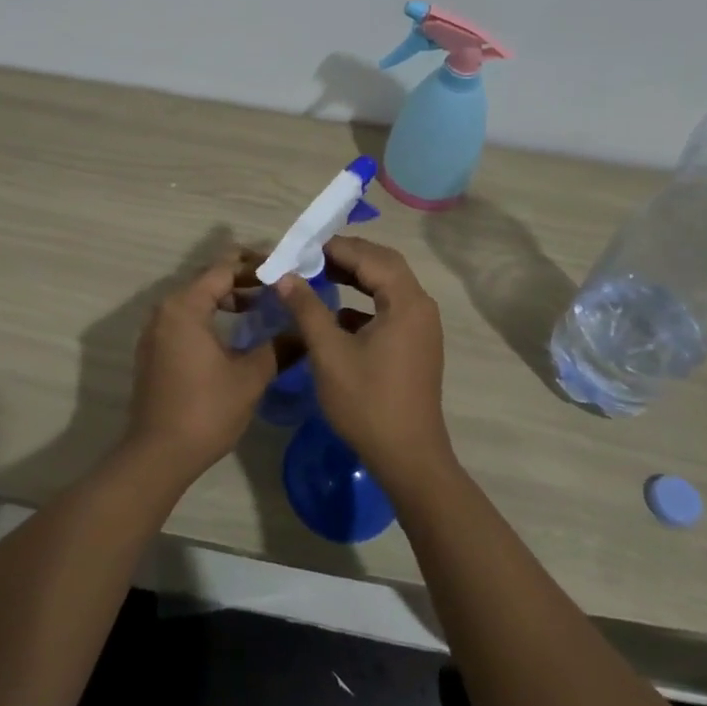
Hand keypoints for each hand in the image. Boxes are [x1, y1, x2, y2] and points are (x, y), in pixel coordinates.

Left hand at [125, 252, 276, 483]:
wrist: (158, 455)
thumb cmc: (205, 410)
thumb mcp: (250, 377)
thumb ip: (279, 348)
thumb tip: (306, 333)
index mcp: (185, 306)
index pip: (224, 267)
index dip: (256, 264)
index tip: (285, 268)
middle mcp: (165, 309)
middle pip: (208, 278)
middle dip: (243, 278)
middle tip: (277, 285)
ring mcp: (156, 330)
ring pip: (196, 298)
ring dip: (228, 297)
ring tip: (261, 306)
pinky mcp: (155, 349)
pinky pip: (186, 317)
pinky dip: (211, 314)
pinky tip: (236, 332)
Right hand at [276, 236, 451, 486]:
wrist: (408, 458)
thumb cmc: (367, 402)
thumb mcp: (329, 353)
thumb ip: (307, 308)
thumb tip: (285, 276)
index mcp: (406, 302)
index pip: (370, 257)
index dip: (335, 247)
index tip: (301, 247)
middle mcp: (420, 306)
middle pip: (384, 264)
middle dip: (347, 256)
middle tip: (310, 256)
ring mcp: (421, 326)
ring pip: (388, 285)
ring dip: (356, 276)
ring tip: (319, 275)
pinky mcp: (416, 344)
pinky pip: (390, 307)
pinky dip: (364, 301)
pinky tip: (337, 313)